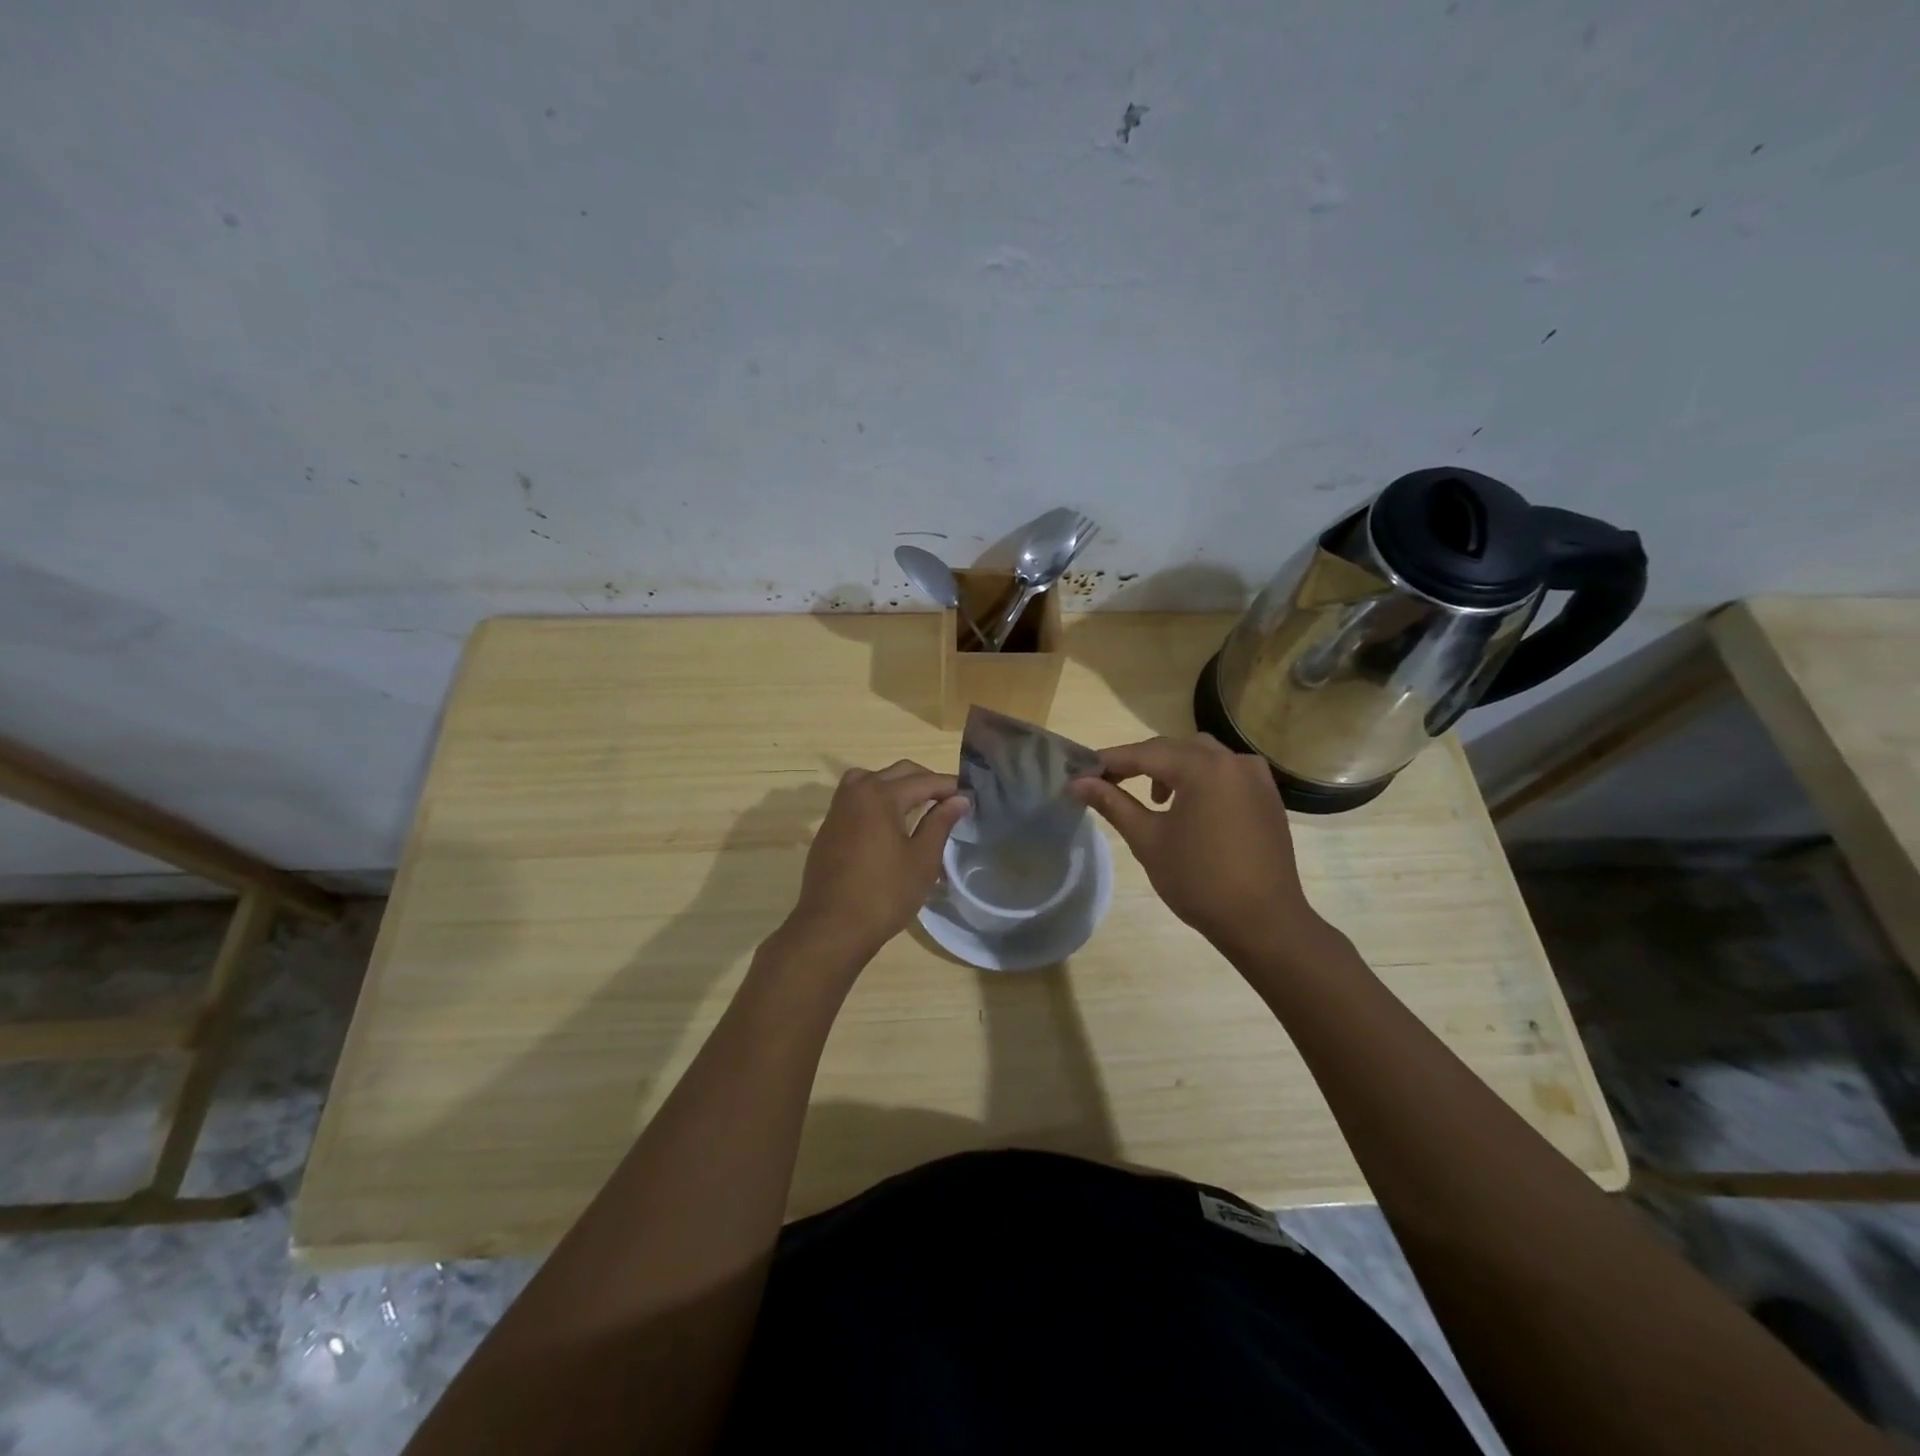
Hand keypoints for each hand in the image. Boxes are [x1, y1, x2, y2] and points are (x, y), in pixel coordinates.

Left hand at [784, 761, 969, 966]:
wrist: (832, 927)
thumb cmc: (884, 894)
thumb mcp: (922, 860)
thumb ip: (940, 823)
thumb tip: (958, 799)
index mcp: (881, 795)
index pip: (924, 781)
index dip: (949, 787)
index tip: (970, 797)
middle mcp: (857, 792)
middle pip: (898, 772)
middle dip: (926, 781)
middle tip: (949, 800)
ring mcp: (838, 809)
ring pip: (872, 779)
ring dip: (897, 785)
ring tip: (918, 805)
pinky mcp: (829, 827)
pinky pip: (856, 798)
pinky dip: (877, 798)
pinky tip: (890, 822)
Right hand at [1072, 734, 1323, 958]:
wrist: (1264, 922)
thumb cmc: (1199, 881)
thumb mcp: (1148, 840)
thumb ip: (1113, 803)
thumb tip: (1078, 783)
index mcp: (1202, 767)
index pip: (1145, 753)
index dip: (1110, 761)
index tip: (1082, 773)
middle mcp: (1232, 760)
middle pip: (1174, 748)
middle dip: (1140, 762)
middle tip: (1108, 783)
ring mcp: (1255, 776)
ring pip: (1202, 756)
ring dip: (1172, 767)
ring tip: (1154, 798)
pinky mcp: (1267, 795)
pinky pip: (1226, 772)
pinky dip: (1201, 778)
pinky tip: (1190, 806)